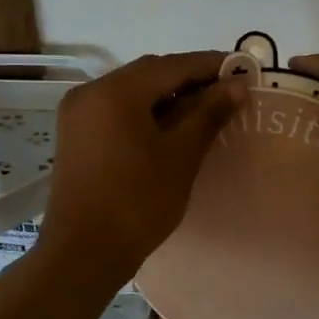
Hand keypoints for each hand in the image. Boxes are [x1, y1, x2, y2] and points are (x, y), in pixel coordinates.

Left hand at [36, 51, 241, 284]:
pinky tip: (170, 126)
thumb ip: (208, 113)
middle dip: (189, 78)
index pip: (172, 65)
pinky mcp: (76, 134)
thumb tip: (236, 84)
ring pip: (132, 91)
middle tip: (227, 90)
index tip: (242, 69)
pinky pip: (116, 109)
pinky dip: (145, 110)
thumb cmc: (137, 202)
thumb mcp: (181, 155)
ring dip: (167, 94)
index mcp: (115, 91)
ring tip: (204, 109)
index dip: (210, 65)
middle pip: (149, 74)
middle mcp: (91, 91)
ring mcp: (78, 113)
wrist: (83, 253)